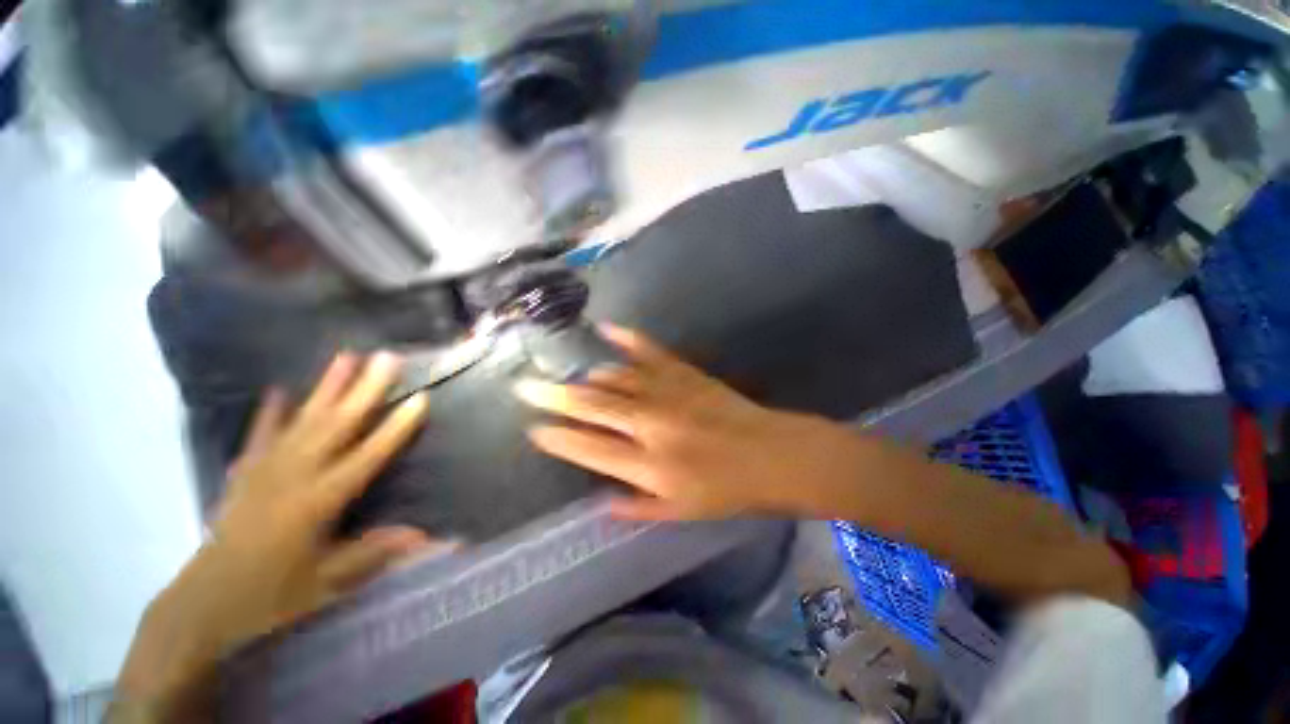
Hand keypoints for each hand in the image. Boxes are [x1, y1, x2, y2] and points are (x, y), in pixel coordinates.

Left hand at [114, 353, 444, 719]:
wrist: (203, 604)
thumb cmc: (271, 595)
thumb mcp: (327, 582)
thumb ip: (373, 553)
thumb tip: (425, 535)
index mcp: (319, 502)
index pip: (367, 456)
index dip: (395, 428)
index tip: (420, 399)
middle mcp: (294, 475)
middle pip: (337, 425)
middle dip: (365, 389)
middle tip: (386, 358)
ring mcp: (265, 469)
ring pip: (303, 419)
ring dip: (327, 387)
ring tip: (346, 356)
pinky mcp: (245, 472)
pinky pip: (260, 434)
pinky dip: (271, 411)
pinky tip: (278, 390)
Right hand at [514, 325, 865, 520]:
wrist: (772, 454)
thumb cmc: (728, 491)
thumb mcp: (681, 513)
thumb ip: (637, 508)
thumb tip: (600, 501)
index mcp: (650, 466)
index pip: (590, 450)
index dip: (559, 439)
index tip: (535, 429)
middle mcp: (652, 426)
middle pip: (594, 407)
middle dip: (554, 396)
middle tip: (524, 386)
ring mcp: (669, 393)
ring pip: (616, 378)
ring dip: (588, 377)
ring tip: (567, 376)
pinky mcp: (685, 374)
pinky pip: (650, 352)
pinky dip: (627, 339)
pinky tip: (607, 329)